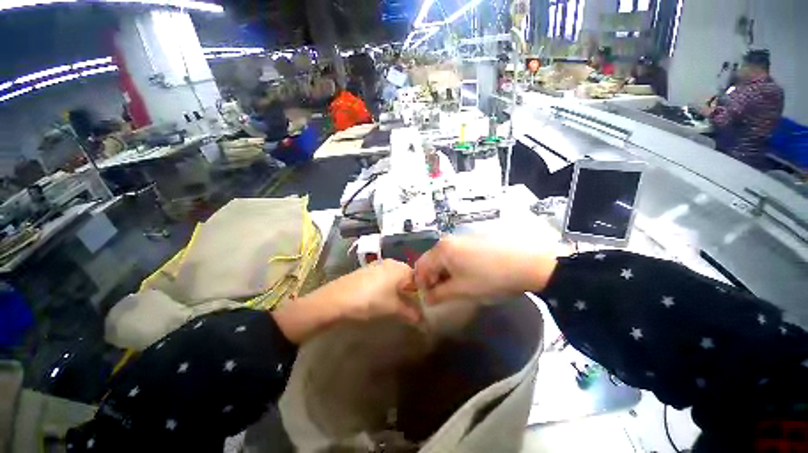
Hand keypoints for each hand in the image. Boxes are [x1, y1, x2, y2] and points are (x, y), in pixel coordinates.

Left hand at [322, 259, 420, 322]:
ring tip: (395, 304)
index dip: (421, 292)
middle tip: (409, 306)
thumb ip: (411, 312)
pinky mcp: (367, 270)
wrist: (337, 299)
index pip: (418, 278)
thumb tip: (423, 320)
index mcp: (401, 267)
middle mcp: (391, 262)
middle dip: (409, 291)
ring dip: (398, 289)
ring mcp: (377, 264)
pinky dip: (386, 287)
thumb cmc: (371, 301)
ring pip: (394, 276)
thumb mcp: (393, 308)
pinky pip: (383, 277)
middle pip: (406, 276)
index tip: (422, 305)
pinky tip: (381, 297)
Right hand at [411, 236, 557, 304]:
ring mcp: (462, 239)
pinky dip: (455, 267)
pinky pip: (456, 254)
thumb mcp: (461, 290)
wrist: (527, 264)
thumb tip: (426, 299)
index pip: (420, 266)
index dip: (421, 284)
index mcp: (441, 250)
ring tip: (456, 287)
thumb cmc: (489, 278)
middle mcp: (448, 241)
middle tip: (442, 294)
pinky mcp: (474, 241)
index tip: (429, 298)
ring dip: (444, 274)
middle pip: (431, 261)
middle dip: (433, 279)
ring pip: (444, 258)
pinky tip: (468, 276)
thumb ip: (439, 295)